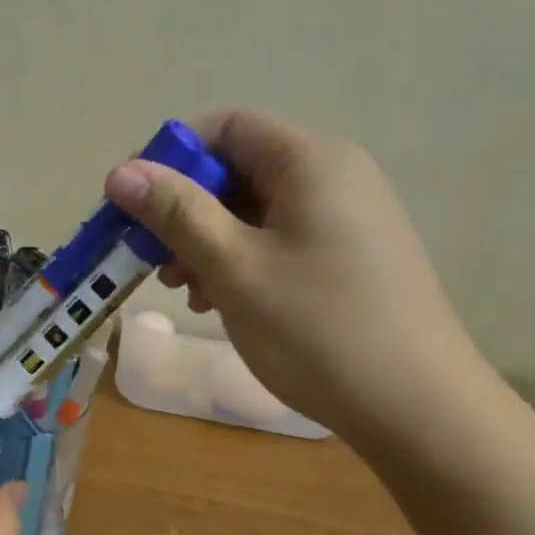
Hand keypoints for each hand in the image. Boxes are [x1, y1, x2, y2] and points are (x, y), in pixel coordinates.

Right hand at [104, 109, 487, 439]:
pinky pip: (278, 240)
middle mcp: (333, 177)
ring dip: (207, 242)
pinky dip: (239, 262)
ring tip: (187, 292)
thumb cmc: (316, 329)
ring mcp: (345, 219)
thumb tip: (120, 172)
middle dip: (185, 210)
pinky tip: (221, 303)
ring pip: (254, 211)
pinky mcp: (347, 257)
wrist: (414, 406)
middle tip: (153, 261)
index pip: (228, 127)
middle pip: (238, 170)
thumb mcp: (234, 267)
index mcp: (311, 162)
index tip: (131, 204)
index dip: (172, 157)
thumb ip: (176, 213)